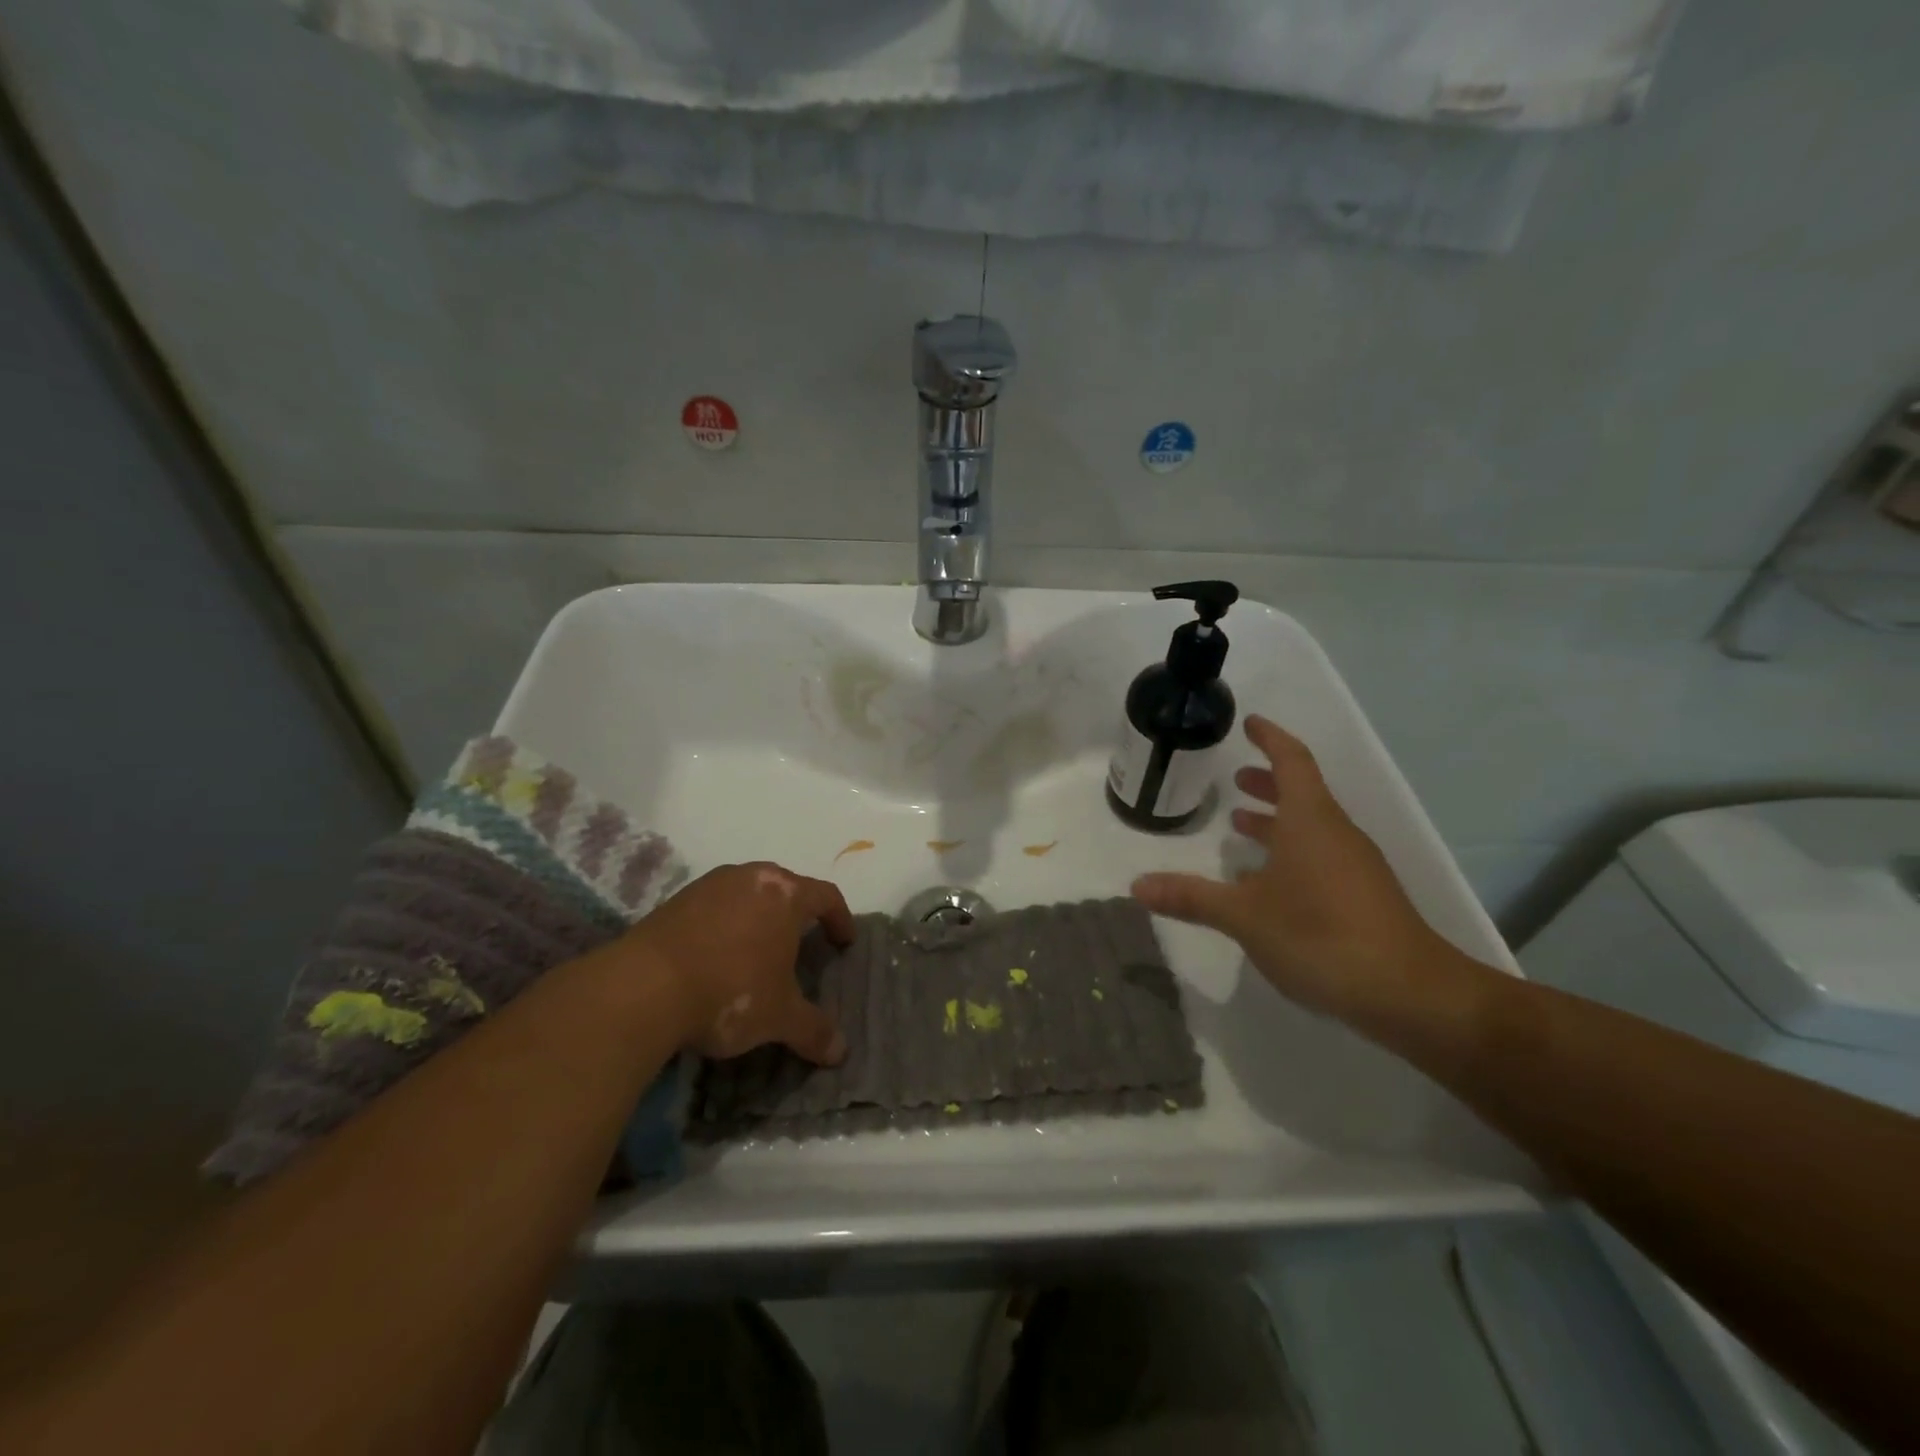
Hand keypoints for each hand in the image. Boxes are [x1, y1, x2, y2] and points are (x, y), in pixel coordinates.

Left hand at [628, 862, 854, 1063]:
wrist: (643, 988)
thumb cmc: (730, 991)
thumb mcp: (779, 1017)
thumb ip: (813, 1030)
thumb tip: (841, 1052)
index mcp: (785, 894)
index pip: (826, 896)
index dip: (840, 918)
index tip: (843, 941)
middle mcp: (750, 877)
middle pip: (785, 888)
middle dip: (796, 914)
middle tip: (801, 943)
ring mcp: (709, 885)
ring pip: (746, 894)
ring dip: (757, 918)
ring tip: (756, 951)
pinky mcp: (675, 901)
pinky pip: (713, 907)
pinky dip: (723, 926)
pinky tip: (715, 957)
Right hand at [1131, 715, 1466, 1024]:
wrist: (1409, 994)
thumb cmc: (1320, 935)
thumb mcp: (1245, 916)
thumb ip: (1191, 897)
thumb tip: (1137, 885)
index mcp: (1310, 821)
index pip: (1291, 761)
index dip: (1270, 738)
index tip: (1250, 723)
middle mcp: (1335, 833)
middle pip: (1302, 792)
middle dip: (1267, 782)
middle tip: (1235, 779)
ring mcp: (1354, 865)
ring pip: (1311, 826)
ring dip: (1276, 819)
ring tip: (1241, 824)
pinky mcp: (1362, 895)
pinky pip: (1320, 855)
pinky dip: (1290, 851)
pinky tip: (1267, 882)